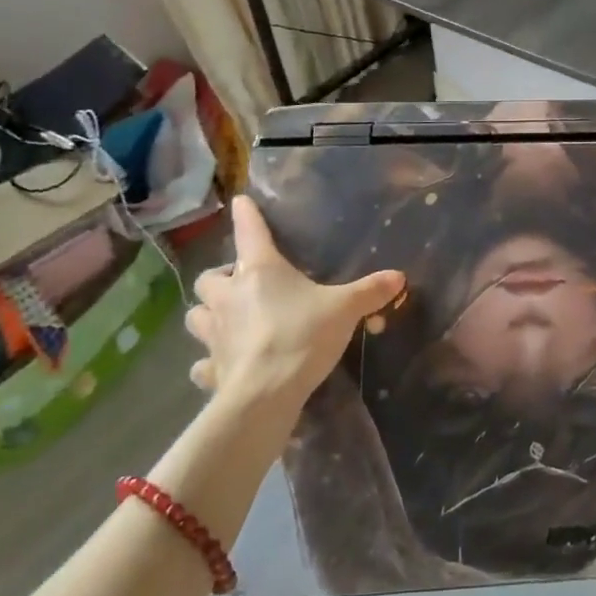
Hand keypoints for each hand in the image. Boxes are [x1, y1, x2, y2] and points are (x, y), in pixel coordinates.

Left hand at [183, 196, 403, 413]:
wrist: (266, 394)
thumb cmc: (302, 336)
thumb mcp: (345, 310)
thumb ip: (370, 291)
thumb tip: (399, 276)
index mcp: (259, 271)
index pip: (249, 231)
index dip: (245, 214)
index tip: (240, 202)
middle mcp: (229, 296)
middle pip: (208, 278)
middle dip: (221, 278)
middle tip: (241, 284)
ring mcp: (214, 334)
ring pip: (196, 315)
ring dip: (209, 314)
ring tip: (228, 319)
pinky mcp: (211, 368)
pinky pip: (203, 362)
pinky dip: (210, 361)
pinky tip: (224, 364)